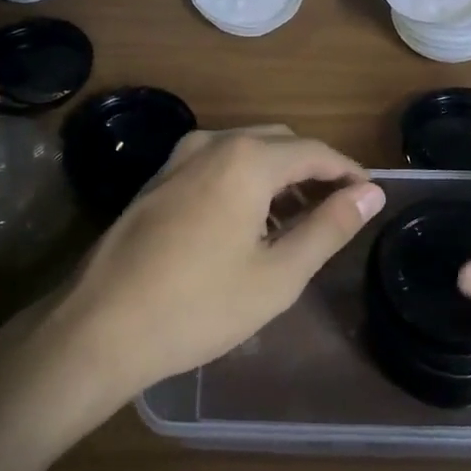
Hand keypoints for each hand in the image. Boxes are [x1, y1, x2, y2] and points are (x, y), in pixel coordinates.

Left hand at [49, 127, 384, 405]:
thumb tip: (371, 193)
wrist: (98, 328)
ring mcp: (179, 157)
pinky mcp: (158, 178)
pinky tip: (250, 223)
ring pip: (247, 150)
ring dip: (279, 175)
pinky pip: (217, 164)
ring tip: (300, 221)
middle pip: (281, 142)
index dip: (348, 172)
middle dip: (314, 170)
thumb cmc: (197, 306)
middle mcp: (213, 142)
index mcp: (247, 158)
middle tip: (338, 210)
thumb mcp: (278, 274)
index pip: (315, 151)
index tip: (371, 196)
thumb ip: (330, 227)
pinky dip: (246, 180)